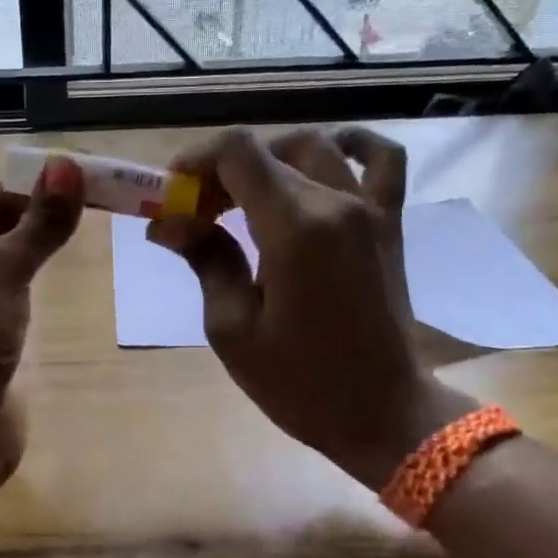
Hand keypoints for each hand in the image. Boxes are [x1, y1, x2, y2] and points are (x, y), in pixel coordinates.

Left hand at [0, 157, 84, 477]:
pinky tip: (69, 276)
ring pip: (10, 269)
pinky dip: (41, 286)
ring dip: (41, 249)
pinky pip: (19, 303)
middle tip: (97, 197)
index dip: (30, 186)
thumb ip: (36, 223)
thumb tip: (69, 166)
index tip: (80, 174)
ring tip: (89, 225)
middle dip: (40, 216)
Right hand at [147, 126, 471, 489]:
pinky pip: (381, 159)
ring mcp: (370, 209)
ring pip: (313, 147)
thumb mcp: (233, 328)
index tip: (174, 195)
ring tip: (246, 197)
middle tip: (198, 213)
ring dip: (270, 159)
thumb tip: (167, 222)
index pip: (238, 152)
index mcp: (294, 228)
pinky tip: (324, 160)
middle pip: (267, 150)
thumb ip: (205, 260)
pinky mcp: (390, 223)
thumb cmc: (299, 381)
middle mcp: (335, 203)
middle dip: (221, 171)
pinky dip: (351, 146)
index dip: (197, 161)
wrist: (382, 411)